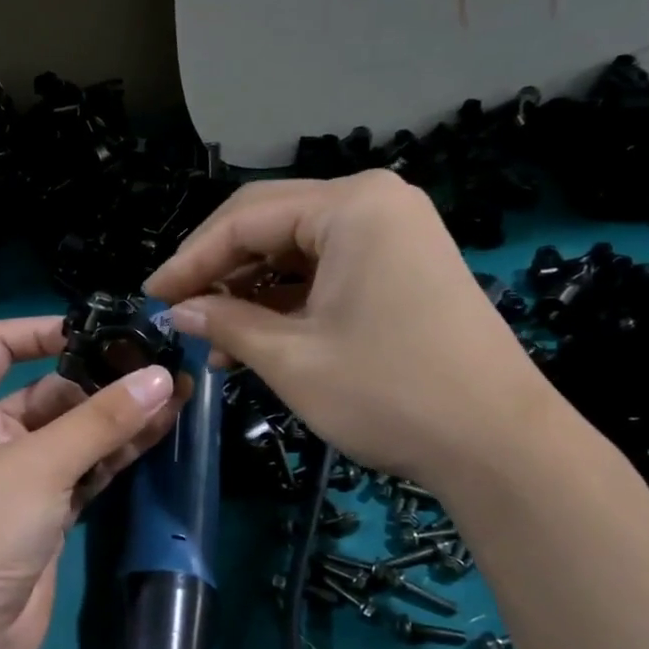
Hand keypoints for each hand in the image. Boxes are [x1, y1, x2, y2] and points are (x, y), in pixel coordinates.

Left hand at [0, 316, 180, 648]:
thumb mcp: (39, 464)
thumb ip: (102, 419)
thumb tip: (161, 376)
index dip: (43, 330)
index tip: (98, 329)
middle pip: (46, 390)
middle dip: (99, 380)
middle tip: (156, 366)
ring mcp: (18, 474)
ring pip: (72, 432)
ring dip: (117, 417)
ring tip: (174, 393)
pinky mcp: (46, 509)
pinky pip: (84, 468)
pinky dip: (115, 453)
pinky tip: (159, 433)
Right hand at [143, 171, 556, 490]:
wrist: (498, 444)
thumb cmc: (388, 393)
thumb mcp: (291, 358)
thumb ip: (226, 321)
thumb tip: (176, 309)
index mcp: (351, 206)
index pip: (245, 219)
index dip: (190, 259)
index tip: (150, 296)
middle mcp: (374, 204)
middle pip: (270, 225)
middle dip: (218, 270)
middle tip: (176, 310)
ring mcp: (394, 235)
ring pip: (295, 252)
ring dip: (249, 292)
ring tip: (211, 339)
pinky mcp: (402, 269)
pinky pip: (325, 273)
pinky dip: (286, 303)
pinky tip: (252, 339)